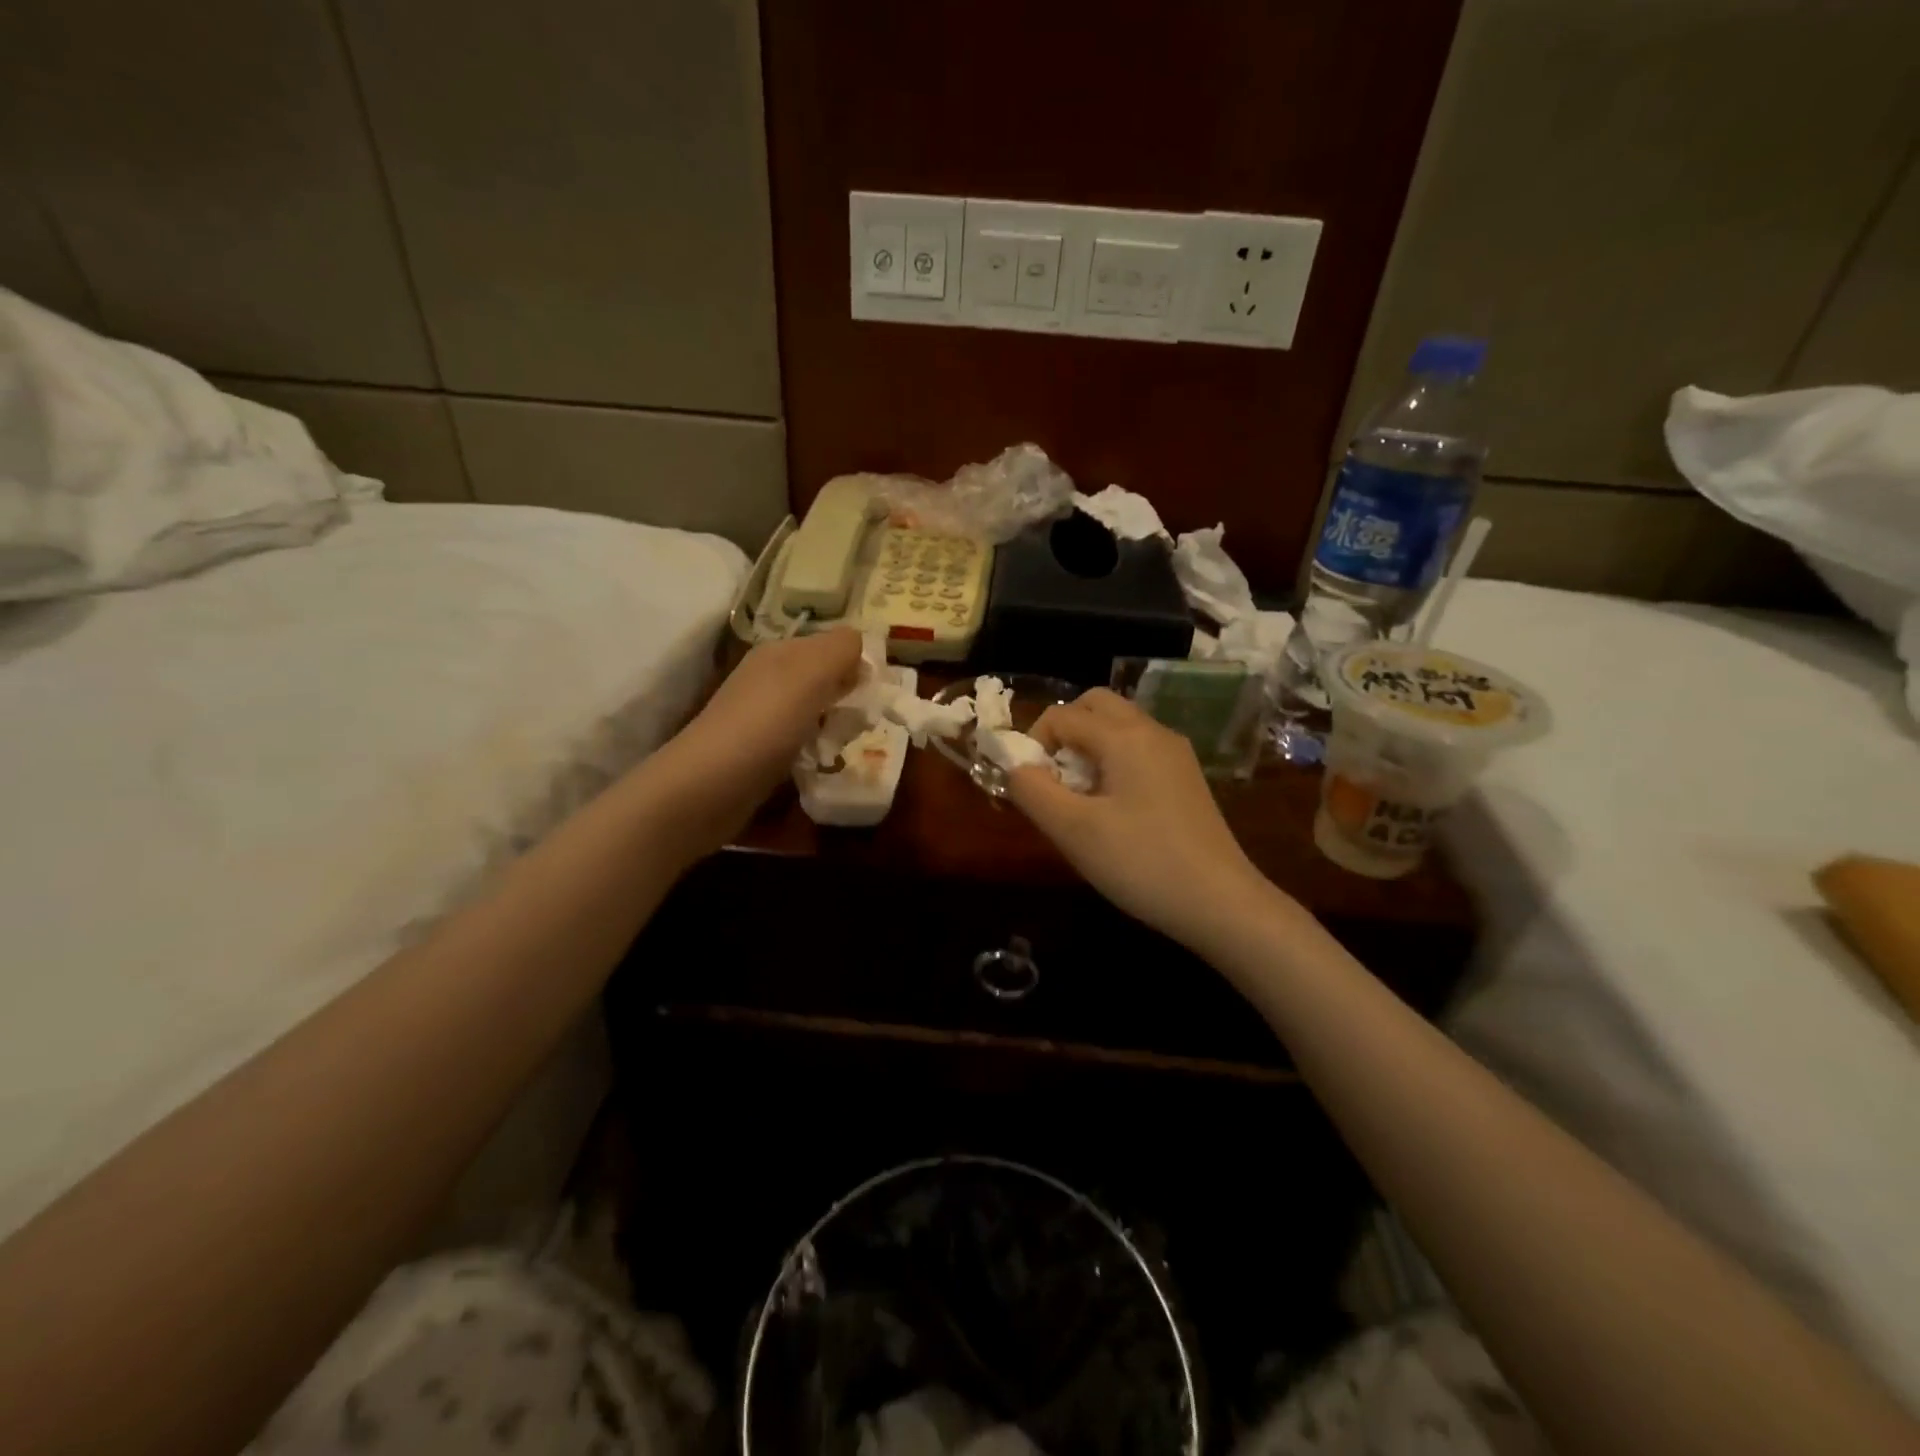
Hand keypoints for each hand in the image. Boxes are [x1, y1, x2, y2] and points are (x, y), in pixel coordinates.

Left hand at [654, 628, 863, 837]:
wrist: (708, 786)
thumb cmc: (766, 724)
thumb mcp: (810, 673)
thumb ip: (841, 649)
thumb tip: (862, 644)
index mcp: (780, 652)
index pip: (832, 644)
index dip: (857, 664)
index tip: (874, 692)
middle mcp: (769, 677)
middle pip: (825, 678)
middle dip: (849, 697)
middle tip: (859, 722)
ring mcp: (761, 715)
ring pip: (815, 711)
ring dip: (835, 726)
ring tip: (840, 746)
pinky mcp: (759, 750)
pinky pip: (801, 740)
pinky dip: (816, 750)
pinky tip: (819, 764)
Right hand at [1008, 689, 1274, 950]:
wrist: (1220, 901)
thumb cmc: (1140, 862)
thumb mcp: (1072, 830)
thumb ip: (1032, 791)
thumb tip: (1014, 767)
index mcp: (1124, 736)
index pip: (1062, 715)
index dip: (1034, 743)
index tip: (1030, 786)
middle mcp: (1153, 731)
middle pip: (1096, 705)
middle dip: (1063, 731)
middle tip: (1053, 778)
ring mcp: (1175, 753)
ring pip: (1119, 727)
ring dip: (1089, 746)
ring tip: (1079, 796)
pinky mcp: (1186, 777)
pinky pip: (1138, 749)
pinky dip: (1113, 760)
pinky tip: (1113, 808)